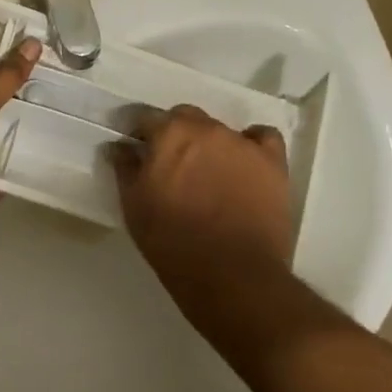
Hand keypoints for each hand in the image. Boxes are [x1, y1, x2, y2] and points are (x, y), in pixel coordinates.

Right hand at [113, 106, 293, 293]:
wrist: (230, 273)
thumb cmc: (171, 240)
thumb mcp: (134, 206)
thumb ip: (125, 169)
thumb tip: (119, 146)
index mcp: (169, 133)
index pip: (147, 117)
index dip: (140, 134)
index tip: (138, 152)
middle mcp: (207, 128)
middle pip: (185, 118)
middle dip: (175, 134)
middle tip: (172, 165)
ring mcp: (243, 143)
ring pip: (220, 130)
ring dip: (209, 144)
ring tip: (208, 174)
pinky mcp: (273, 162)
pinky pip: (263, 138)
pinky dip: (252, 144)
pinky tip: (245, 163)